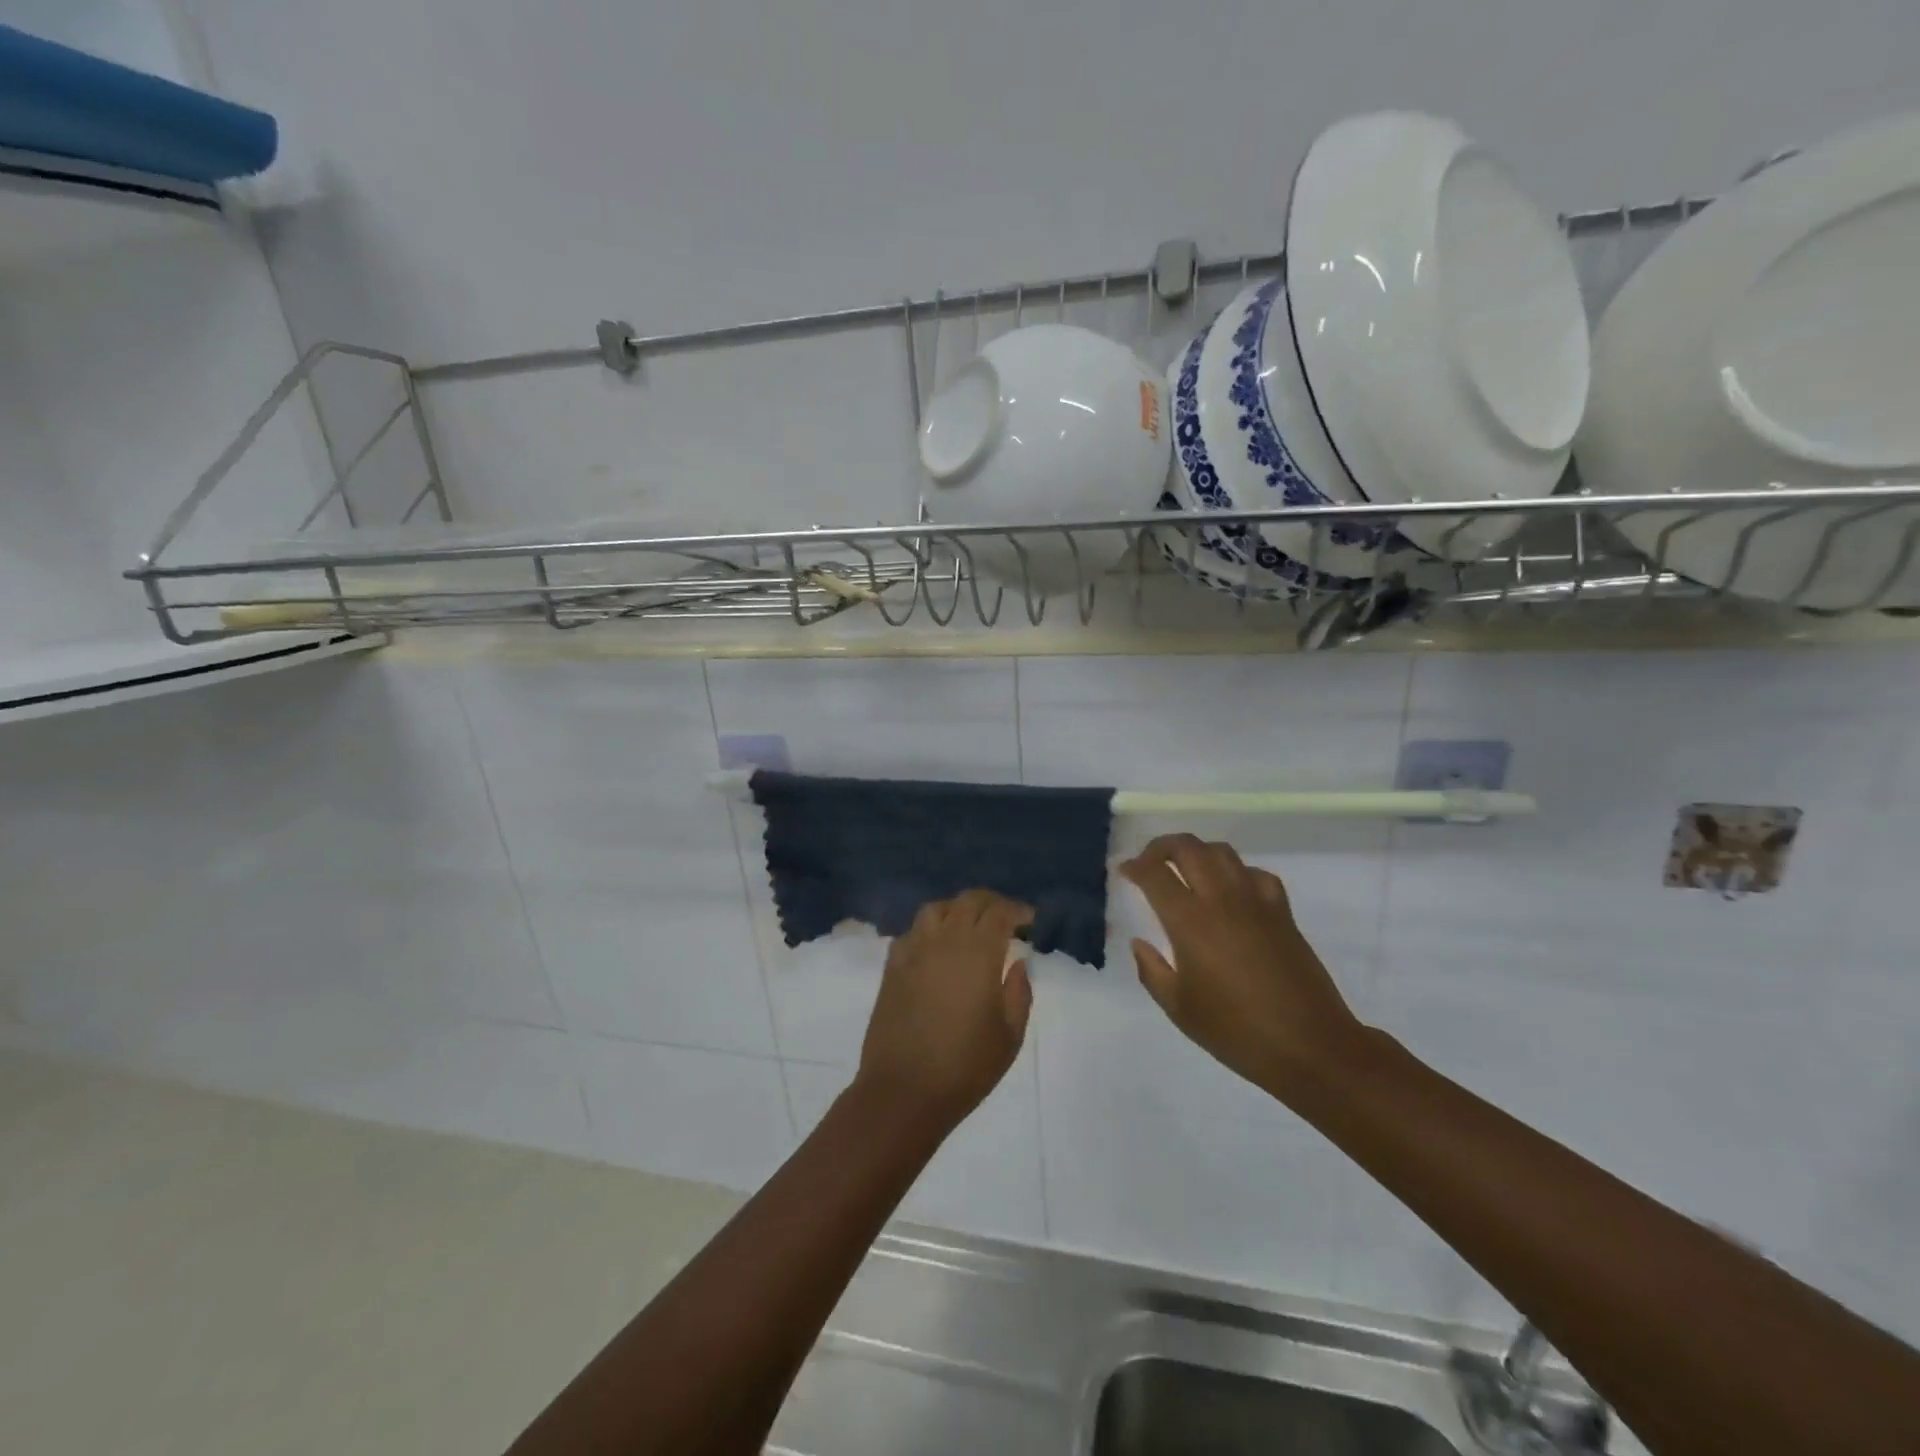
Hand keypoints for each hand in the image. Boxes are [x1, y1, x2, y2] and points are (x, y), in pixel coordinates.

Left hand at [854, 890, 1034, 1136]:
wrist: (903, 1091)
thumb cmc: (965, 1067)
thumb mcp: (1009, 1036)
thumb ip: (1019, 993)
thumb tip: (1018, 963)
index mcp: (978, 953)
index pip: (999, 912)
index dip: (1017, 910)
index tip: (1029, 921)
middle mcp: (944, 940)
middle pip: (968, 901)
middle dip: (991, 903)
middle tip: (1005, 918)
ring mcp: (913, 950)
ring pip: (936, 909)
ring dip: (958, 909)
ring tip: (970, 926)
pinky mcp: (892, 966)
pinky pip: (912, 931)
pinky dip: (930, 929)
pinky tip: (937, 948)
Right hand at [1121, 834, 1366, 1098]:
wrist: (1309, 1046)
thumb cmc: (1236, 1031)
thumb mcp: (1179, 1009)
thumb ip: (1152, 971)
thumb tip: (1140, 943)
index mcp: (1190, 922)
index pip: (1155, 875)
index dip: (1135, 867)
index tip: (1125, 871)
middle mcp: (1221, 900)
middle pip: (1188, 848)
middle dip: (1162, 847)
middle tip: (1149, 862)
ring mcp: (1256, 902)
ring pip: (1222, 852)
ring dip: (1197, 852)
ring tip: (1186, 869)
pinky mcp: (1282, 912)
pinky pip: (1256, 874)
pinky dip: (1237, 872)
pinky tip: (1231, 891)